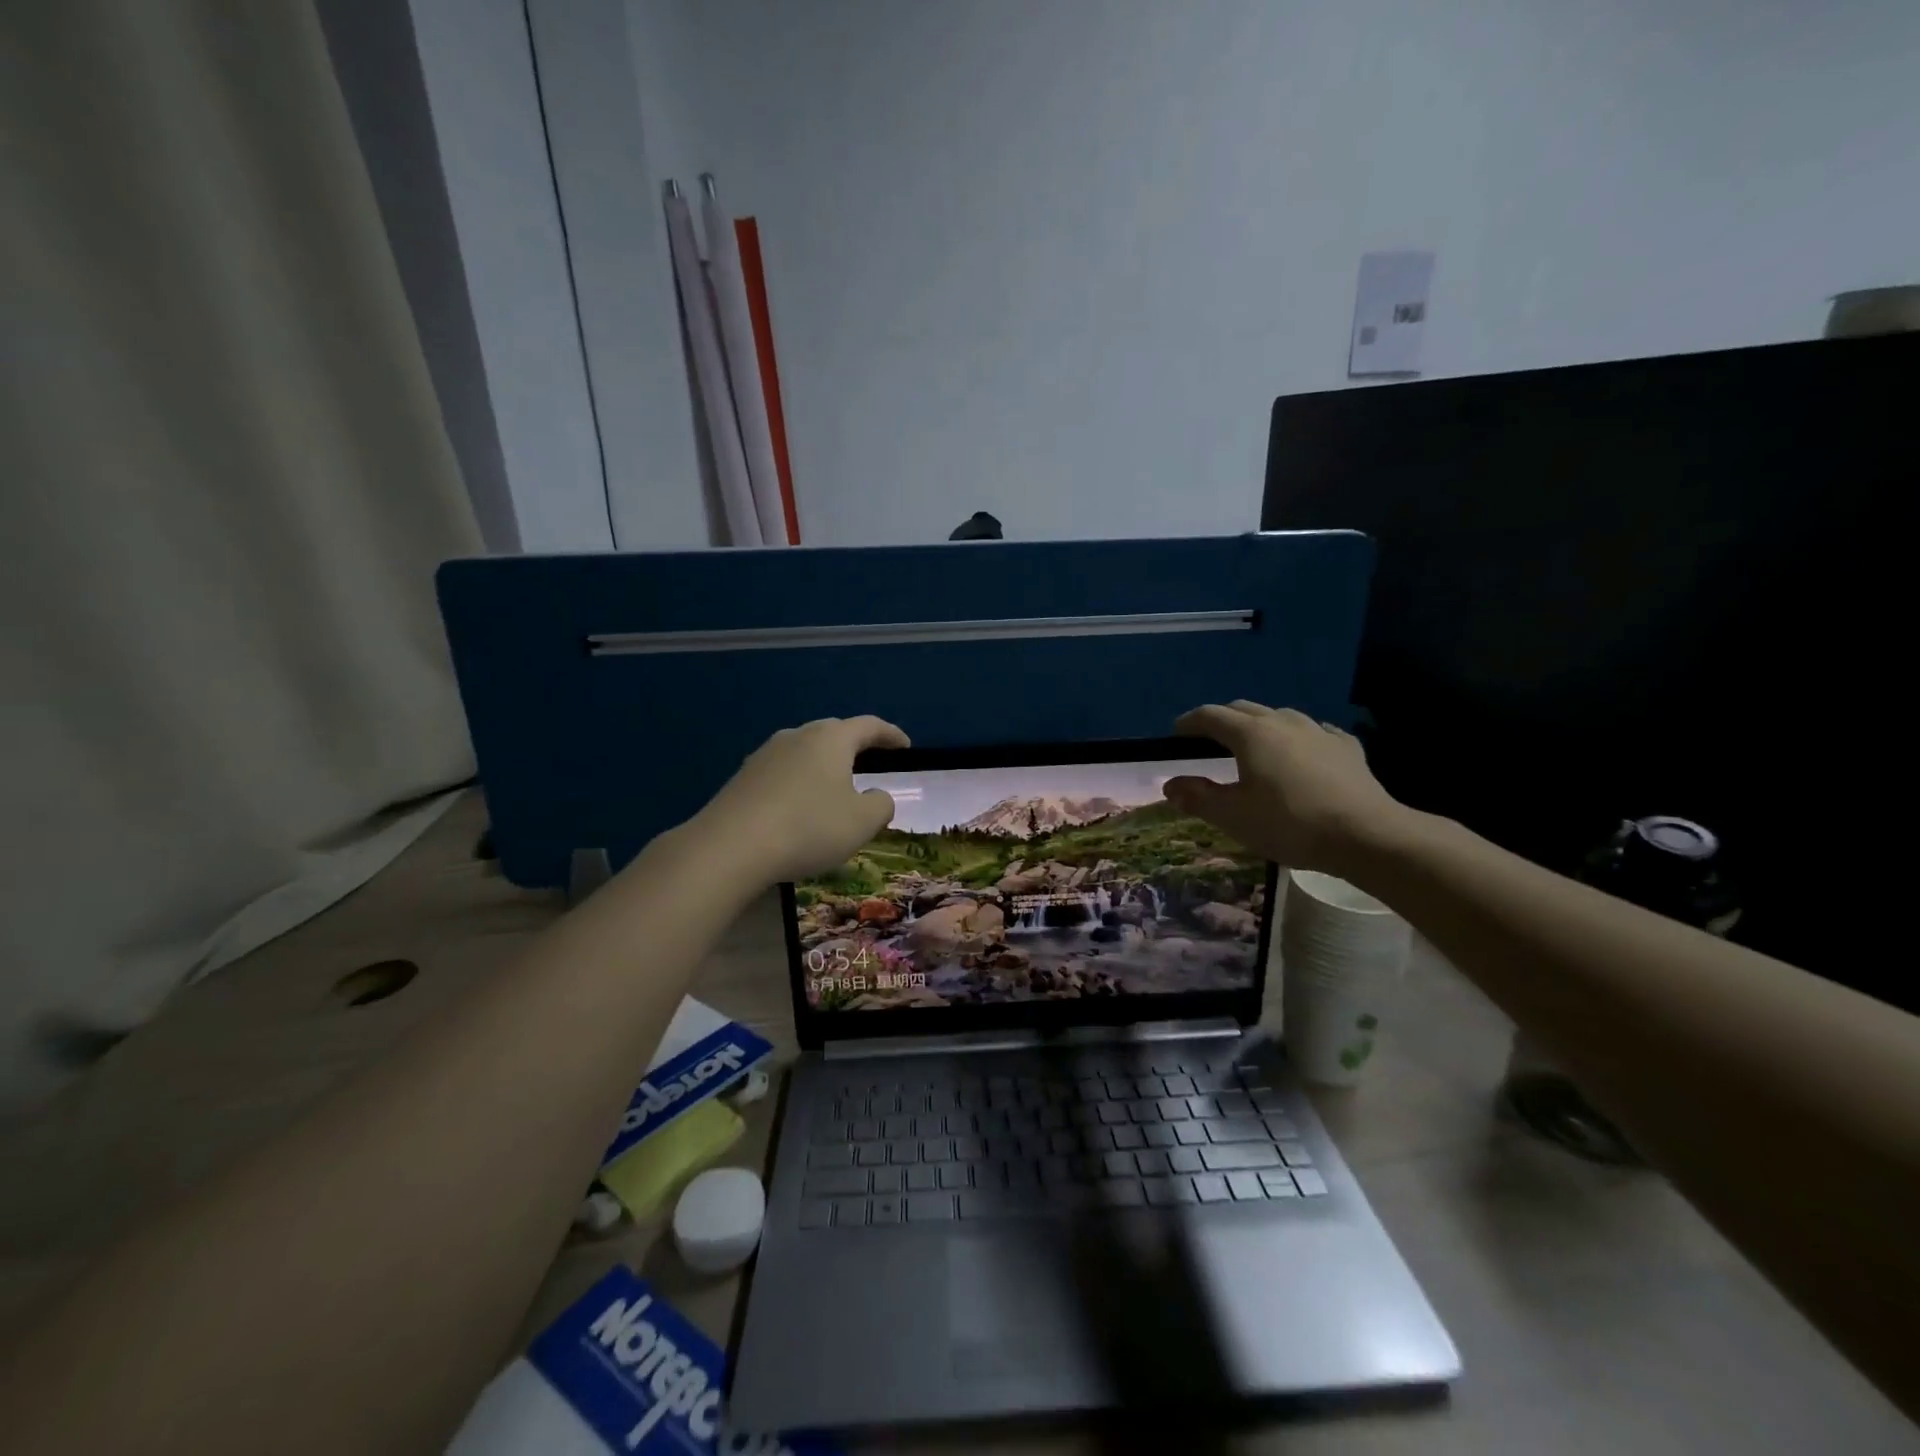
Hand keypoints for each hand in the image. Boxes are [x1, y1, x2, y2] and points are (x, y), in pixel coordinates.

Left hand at [691, 716, 909, 883]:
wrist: (730, 846)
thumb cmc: (808, 827)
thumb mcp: (862, 822)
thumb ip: (881, 805)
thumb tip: (877, 796)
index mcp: (831, 739)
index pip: (869, 726)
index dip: (891, 735)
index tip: (905, 746)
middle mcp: (798, 736)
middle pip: (834, 732)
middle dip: (855, 745)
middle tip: (871, 763)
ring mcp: (765, 754)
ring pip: (805, 751)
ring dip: (824, 765)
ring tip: (834, 787)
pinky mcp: (743, 777)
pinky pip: (783, 772)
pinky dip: (799, 783)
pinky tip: (799, 808)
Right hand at [1163, 701, 1407, 872]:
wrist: (1366, 834)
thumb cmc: (1289, 823)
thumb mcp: (1233, 816)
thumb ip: (1198, 797)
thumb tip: (1169, 784)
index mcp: (1250, 734)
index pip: (1210, 716)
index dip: (1188, 722)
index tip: (1175, 735)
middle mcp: (1282, 722)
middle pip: (1243, 709)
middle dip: (1221, 720)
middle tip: (1208, 740)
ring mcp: (1318, 731)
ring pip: (1279, 717)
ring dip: (1259, 726)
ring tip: (1254, 746)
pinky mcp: (1346, 747)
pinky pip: (1314, 733)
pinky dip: (1297, 739)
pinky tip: (1301, 754)